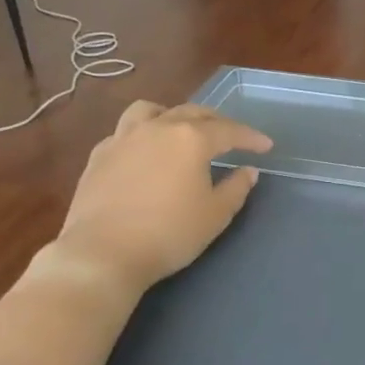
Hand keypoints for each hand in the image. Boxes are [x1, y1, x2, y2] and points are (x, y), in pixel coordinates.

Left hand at [40, 101, 271, 295]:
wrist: (103, 253)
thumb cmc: (169, 233)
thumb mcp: (215, 215)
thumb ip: (236, 188)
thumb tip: (248, 171)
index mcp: (191, 139)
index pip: (229, 130)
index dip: (250, 137)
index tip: (266, 145)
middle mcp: (157, 128)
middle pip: (192, 112)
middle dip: (216, 121)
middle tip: (230, 136)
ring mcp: (123, 138)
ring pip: (150, 111)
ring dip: (171, 115)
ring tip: (180, 129)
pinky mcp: (99, 156)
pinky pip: (124, 132)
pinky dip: (141, 135)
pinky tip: (143, 153)